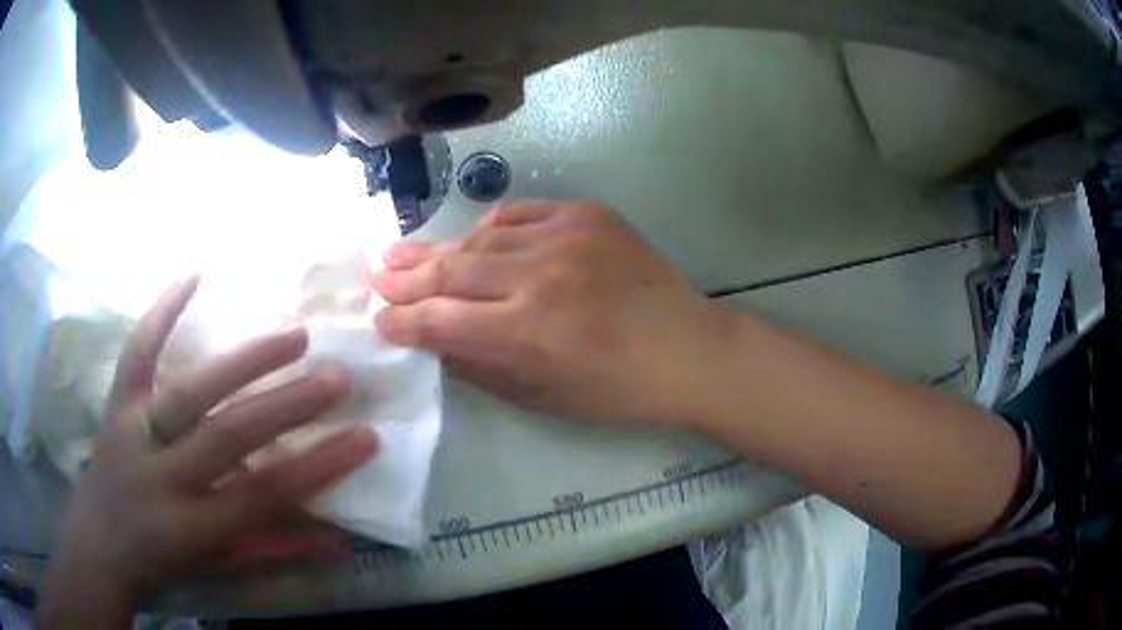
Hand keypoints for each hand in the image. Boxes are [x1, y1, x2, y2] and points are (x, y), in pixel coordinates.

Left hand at [45, 276, 377, 605]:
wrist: (100, 540)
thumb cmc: (164, 561)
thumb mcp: (221, 566)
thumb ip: (276, 548)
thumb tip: (339, 537)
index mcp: (192, 525)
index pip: (264, 494)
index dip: (317, 467)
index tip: (365, 438)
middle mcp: (162, 474)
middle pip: (227, 434)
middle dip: (287, 405)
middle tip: (338, 377)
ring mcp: (134, 431)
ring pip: (189, 390)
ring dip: (244, 360)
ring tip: (295, 335)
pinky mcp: (117, 403)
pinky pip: (138, 352)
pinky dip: (162, 311)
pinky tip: (193, 273)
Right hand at [372, 200, 735, 426]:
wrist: (692, 350)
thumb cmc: (621, 391)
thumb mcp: (544, 396)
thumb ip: (481, 366)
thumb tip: (434, 341)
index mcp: (527, 332)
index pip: (439, 320)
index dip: (401, 321)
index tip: (379, 320)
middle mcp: (539, 276)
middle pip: (450, 271)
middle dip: (405, 278)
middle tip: (376, 276)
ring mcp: (565, 236)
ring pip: (479, 240)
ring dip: (436, 248)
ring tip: (400, 251)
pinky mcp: (588, 215)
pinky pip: (520, 215)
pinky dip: (490, 229)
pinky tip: (471, 241)